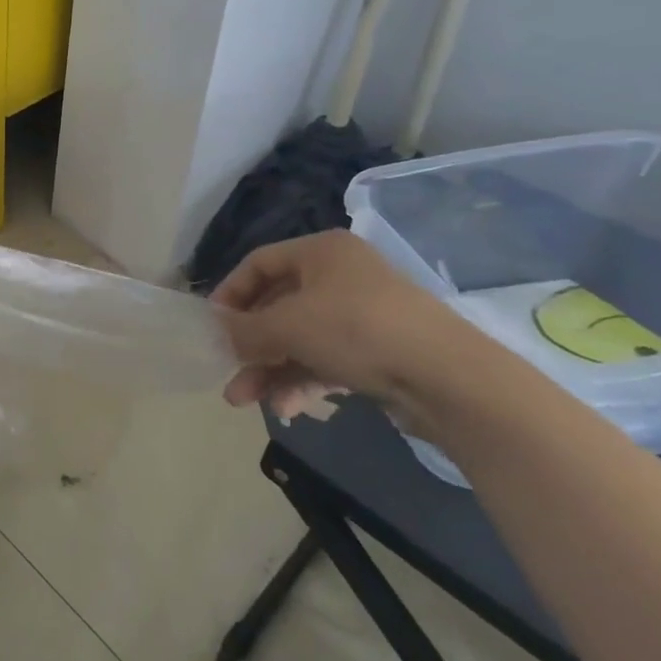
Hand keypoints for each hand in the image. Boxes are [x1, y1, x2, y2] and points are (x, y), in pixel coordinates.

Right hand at [210, 230, 481, 432]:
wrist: (449, 377)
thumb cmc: (357, 330)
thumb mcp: (288, 326)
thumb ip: (245, 329)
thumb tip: (216, 331)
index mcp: (321, 252)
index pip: (258, 263)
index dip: (230, 293)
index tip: (211, 326)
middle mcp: (340, 276)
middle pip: (278, 306)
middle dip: (249, 344)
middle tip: (226, 372)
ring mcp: (362, 315)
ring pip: (300, 339)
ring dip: (269, 369)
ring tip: (245, 401)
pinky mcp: (378, 351)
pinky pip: (326, 360)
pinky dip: (302, 380)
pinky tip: (287, 408)